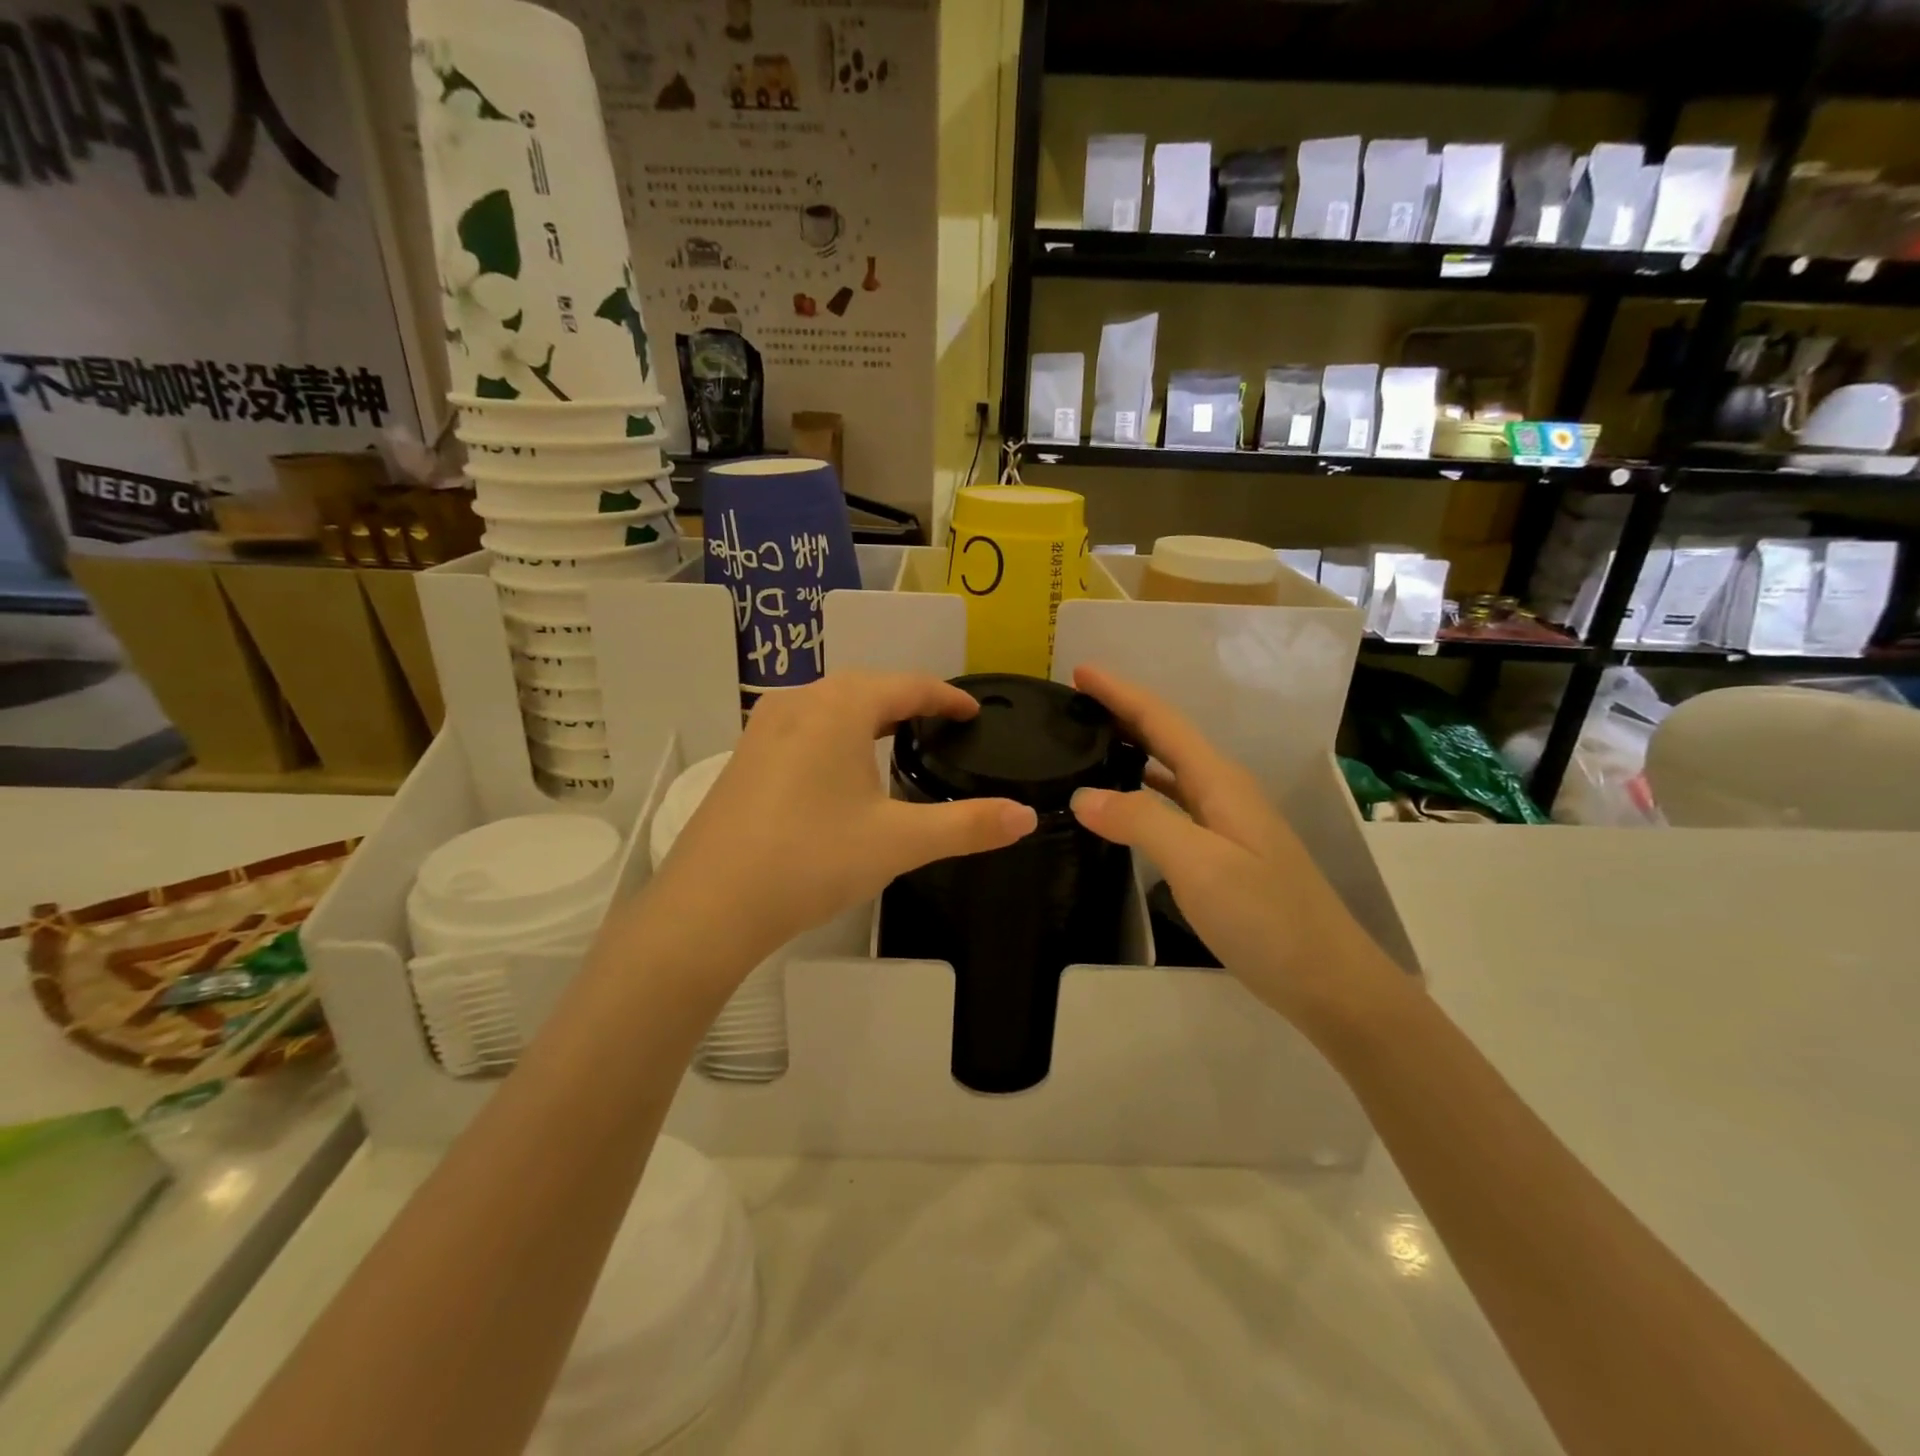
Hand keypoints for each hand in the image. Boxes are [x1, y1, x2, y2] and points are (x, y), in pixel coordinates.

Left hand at [643, 672, 1037, 979]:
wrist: (710, 905)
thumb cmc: (812, 860)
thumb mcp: (899, 842)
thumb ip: (968, 826)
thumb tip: (1027, 816)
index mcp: (840, 707)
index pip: (908, 686)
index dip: (947, 697)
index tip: (974, 712)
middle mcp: (799, 702)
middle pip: (866, 687)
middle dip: (907, 701)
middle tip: (941, 726)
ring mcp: (763, 728)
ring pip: (830, 705)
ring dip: (867, 715)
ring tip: (896, 740)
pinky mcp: (744, 757)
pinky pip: (803, 727)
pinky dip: (835, 734)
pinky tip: (839, 768)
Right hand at [1066, 665, 1400, 1030]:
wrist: (1330, 981)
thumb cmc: (1267, 919)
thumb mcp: (1200, 866)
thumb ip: (1142, 821)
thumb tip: (1083, 795)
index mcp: (1220, 782)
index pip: (1161, 721)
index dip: (1120, 693)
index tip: (1079, 670)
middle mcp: (1224, 791)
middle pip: (1167, 737)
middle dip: (1122, 712)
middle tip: (1074, 703)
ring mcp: (1227, 822)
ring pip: (1170, 769)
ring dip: (1132, 747)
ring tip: (1089, 741)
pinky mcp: (1224, 852)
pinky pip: (1174, 803)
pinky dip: (1143, 788)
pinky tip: (1123, 802)